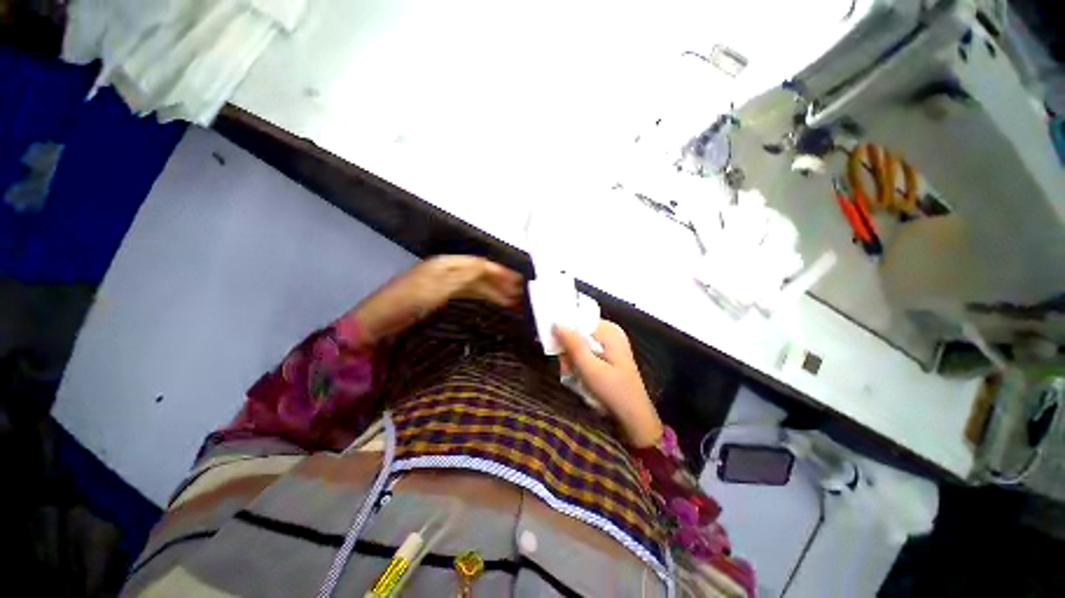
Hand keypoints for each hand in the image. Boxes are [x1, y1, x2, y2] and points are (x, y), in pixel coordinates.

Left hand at [353, 256, 522, 345]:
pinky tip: (497, 311)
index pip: (480, 263)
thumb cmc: (407, 302)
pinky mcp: (444, 304)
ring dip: (497, 295)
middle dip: (502, 283)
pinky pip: (471, 300)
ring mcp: (446, 289)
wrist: (378, 328)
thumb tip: (489, 265)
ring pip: (478, 288)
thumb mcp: (437, 286)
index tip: (522, 281)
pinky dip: (486, 304)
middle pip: (481, 275)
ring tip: (517, 305)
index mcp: (446, 264)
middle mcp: (448, 273)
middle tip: (524, 296)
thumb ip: (464, 275)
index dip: (500, 270)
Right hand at [554, 320, 662, 446]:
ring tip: (572, 375)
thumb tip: (556, 323)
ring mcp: (610, 344)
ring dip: (572, 359)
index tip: (553, 346)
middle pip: (578, 333)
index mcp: (609, 331)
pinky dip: (579, 363)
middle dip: (568, 350)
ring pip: (580, 344)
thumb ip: (572, 344)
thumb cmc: (612, 391)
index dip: (564, 330)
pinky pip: (586, 352)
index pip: (579, 320)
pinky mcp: (608, 355)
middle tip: (565, 367)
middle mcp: (610, 333)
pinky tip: (580, 376)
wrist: (633, 417)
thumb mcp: (589, 368)